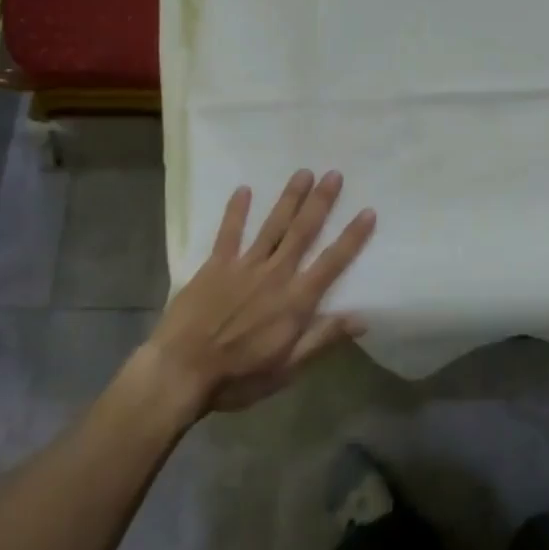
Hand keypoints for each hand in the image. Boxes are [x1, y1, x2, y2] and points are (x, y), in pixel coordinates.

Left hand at [143, 170, 374, 417]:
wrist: (180, 372)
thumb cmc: (238, 377)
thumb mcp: (288, 368)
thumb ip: (323, 338)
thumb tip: (362, 318)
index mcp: (296, 301)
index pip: (332, 263)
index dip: (352, 237)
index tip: (368, 211)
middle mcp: (275, 275)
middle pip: (303, 232)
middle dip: (321, 202)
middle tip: (334, 174)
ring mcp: (244, 266)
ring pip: (273, 225)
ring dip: (289, 198)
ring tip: (303, 173)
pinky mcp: (215, 266)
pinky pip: (229, 233)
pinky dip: (236, 211)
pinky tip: (244, 189)